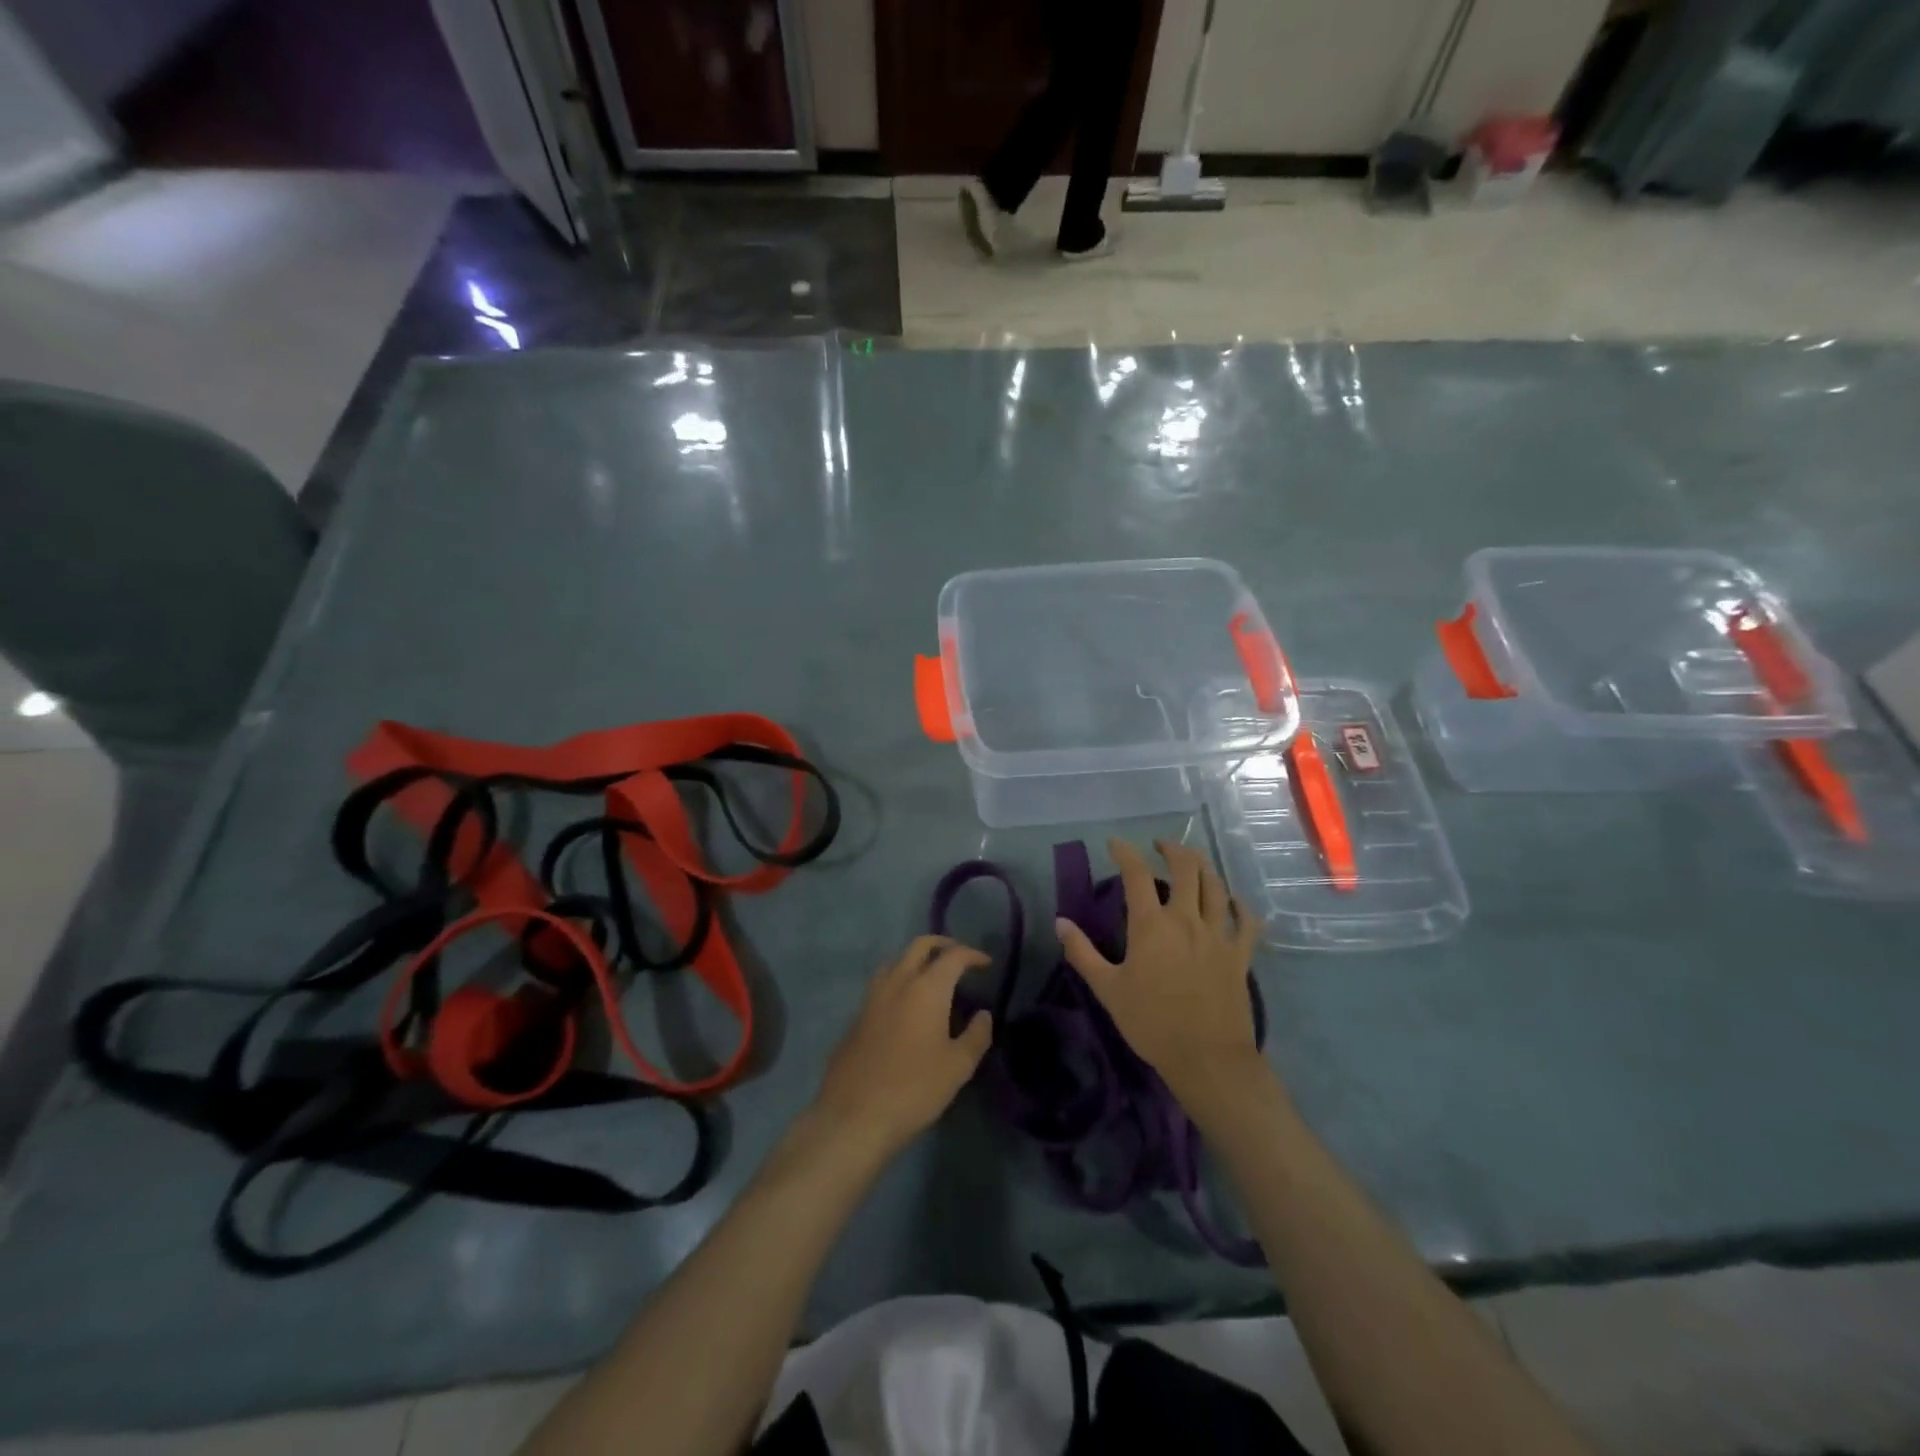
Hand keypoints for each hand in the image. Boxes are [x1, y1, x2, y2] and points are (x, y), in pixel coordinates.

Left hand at [811, 936, 992, 1159]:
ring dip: (916, 960)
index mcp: (926, 988)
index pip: (953, 956)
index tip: (986, 963)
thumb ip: (976, 1035)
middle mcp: (897, 982)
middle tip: (959, 958)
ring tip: (931, 978)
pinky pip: (881, 985)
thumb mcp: (958, 1067)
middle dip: (942, 945)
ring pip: (896, 961)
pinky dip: (899, 982)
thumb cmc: (914, 1089)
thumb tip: (983, 1015)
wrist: (854, 1116)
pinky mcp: (856, 1016)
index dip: (972, 954)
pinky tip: (905, 1007)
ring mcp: (872, 997)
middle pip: (919, 946)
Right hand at [1056, 838, 1264, 1109]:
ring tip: (1192, 862)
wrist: (1208, 1059)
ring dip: (1203, 867)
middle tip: (1159, 846)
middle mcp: (1187, 919)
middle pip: (1186, 868)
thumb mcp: (1108, 989)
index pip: (1137, 874)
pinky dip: (1239, 904)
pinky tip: (1232, 900)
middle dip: (1172, 849)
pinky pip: (1246, 920)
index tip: (1115, 843)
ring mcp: (1218, 935)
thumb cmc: (1152, 1024)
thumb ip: (1082, 952)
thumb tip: (1061, 922)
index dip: (1125, 852)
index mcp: (1152, 925)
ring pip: (1216, 886)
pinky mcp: (1240, 954)